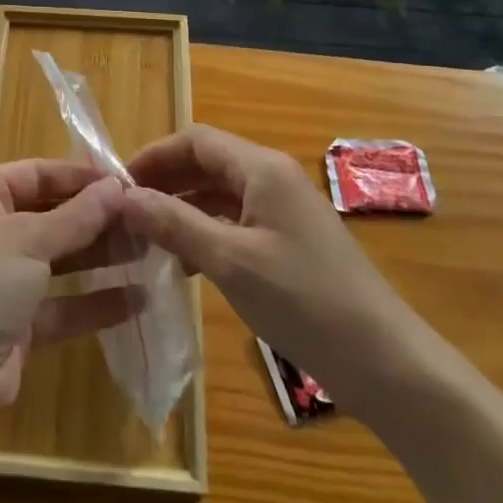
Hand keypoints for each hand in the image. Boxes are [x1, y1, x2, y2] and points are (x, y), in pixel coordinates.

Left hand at [0, 160, 137, 411]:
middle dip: (95, 219)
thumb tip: (118, 187)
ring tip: (149, 252)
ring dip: (100, 257)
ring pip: (58, 260)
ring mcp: (0, 280)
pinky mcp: (15, 325)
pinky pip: (60, 305)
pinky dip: (93, 302)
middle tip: (145, 219)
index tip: (126, 182)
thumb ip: (77, 216)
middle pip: (50, 215)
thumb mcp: (29, 239)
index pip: (35, 173)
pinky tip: (138, 299)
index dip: (79, 177)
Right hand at [120, 126, 415, 403]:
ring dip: (181, 208)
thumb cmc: (304, 301)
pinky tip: (182, 263)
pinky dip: (204, 232)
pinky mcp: (289, 241)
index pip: (195, 140)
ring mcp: (284, 210)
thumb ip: (174, 223)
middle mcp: (272, 178)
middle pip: (207, 163)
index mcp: (262, 168)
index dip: (154, 155)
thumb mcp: (230, 261)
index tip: (116, 184)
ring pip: (219, 194)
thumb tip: (121, 196)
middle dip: (164, 181)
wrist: (385, 362)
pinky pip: (236, 221)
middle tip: (125, 213)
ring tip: (144, 238)